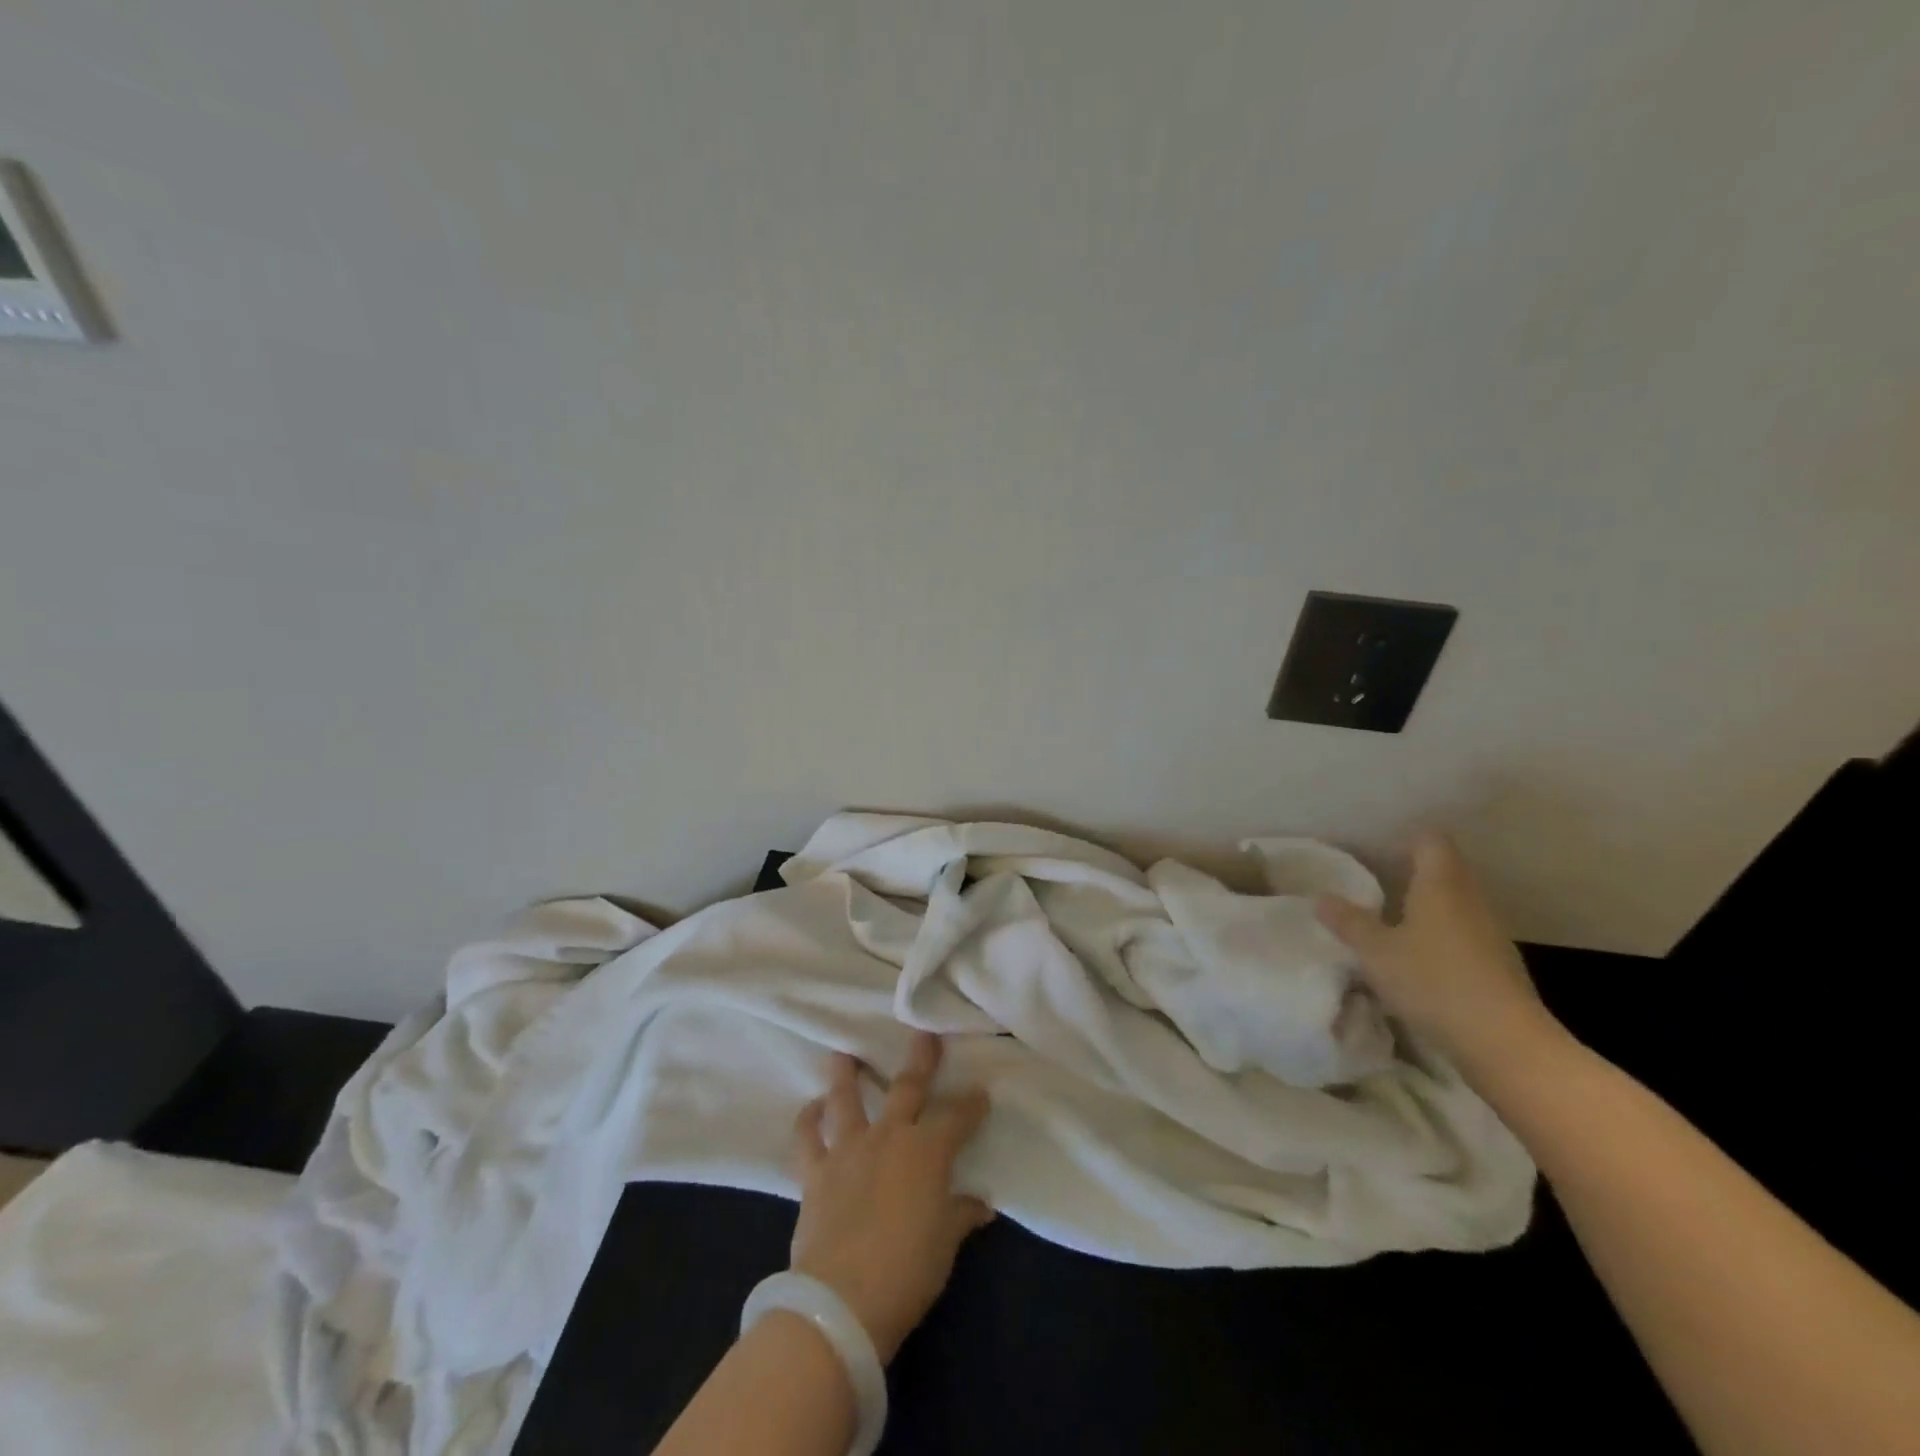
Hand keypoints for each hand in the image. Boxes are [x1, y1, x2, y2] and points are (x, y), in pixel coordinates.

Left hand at [789, 1032, 993, 1362]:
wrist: (841, 1301)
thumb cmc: (907, 1270)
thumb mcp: (945, 1244)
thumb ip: (961, 1215)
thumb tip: (980, 1204)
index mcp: (927, 1151)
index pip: (956, 1117)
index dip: (971, 1104)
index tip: (980, 1092)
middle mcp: (888, 1137)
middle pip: (907, 1088)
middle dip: (920, 1061)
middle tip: (924, 1035)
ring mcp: (848, 1150)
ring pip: (846, 1100)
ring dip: (844, 1074)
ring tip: (842, 1053)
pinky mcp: (815, 1173)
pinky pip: (807, 1139)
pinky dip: (807, 1121)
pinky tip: (811, 1108)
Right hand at [1315, 832, 1565, 1080]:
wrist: (1505, 1043)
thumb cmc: (1433, 982)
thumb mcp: (1376, 952)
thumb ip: (1349, 922)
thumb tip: (1322, 898)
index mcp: (1440, 885)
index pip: (1431, 842)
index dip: (1408, 839)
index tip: (1382, 849)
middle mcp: (1470, 899)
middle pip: (1447, 870)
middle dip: (1415, 872)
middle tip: (1379, 882)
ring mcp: (1490, 933)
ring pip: (1457, 904)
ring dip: (1430, 906)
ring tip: (1395, 920)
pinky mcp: (1500, 964)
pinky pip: (1466, 934)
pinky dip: (1444, 936)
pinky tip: (1422, 958)